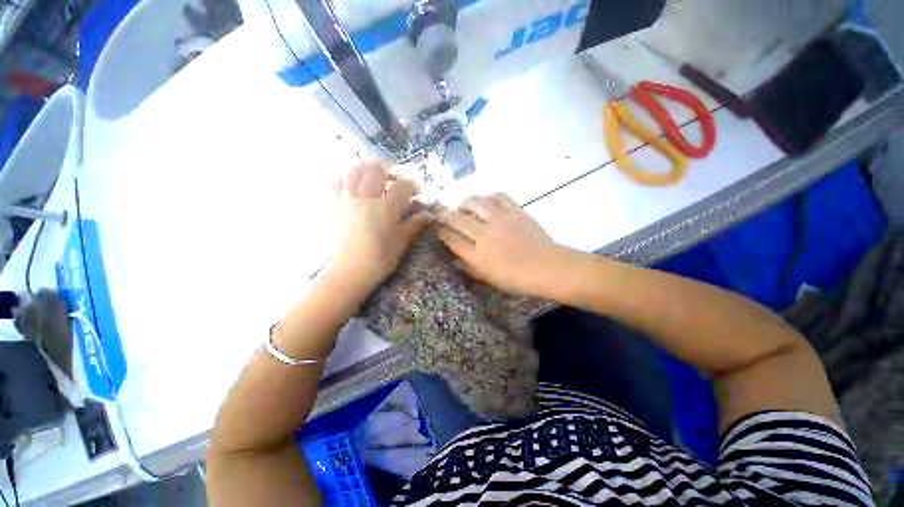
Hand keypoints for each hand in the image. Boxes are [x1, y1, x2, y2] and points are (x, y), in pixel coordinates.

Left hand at [329, 160, 427, 294]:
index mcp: (386, 208)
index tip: (417, 191)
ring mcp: (348, 199)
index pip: (402, 185)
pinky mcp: (335, 205)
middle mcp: (366, 197)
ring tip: (376, 174)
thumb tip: (427, 215)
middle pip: (376, 169)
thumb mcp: (402, 242)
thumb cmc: (380, 258)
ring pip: (355, 170)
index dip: (413, 184)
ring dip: (368, 167)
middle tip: (396, 179)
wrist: (351, 270)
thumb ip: (415, 225)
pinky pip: (337, 181)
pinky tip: (354, 183)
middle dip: (390, 169)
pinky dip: (346, 177)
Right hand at [436, 193, 565, 295]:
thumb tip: (455, 257)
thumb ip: (470, 267)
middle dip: (443, 215)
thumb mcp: (489, 279)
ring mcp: (500, 220)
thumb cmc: (518, 279)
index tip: (437, 229)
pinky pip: (497, 196)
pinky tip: (486, 203)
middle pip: (456, 218)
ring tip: (463, 207)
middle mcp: (485, 235)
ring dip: (464, 203)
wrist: (548, 268)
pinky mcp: (515, 211)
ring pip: (474, 202)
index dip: (440, 232)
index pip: (451, 239)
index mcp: (478, 256)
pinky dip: (488, 197)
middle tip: (440, 213)